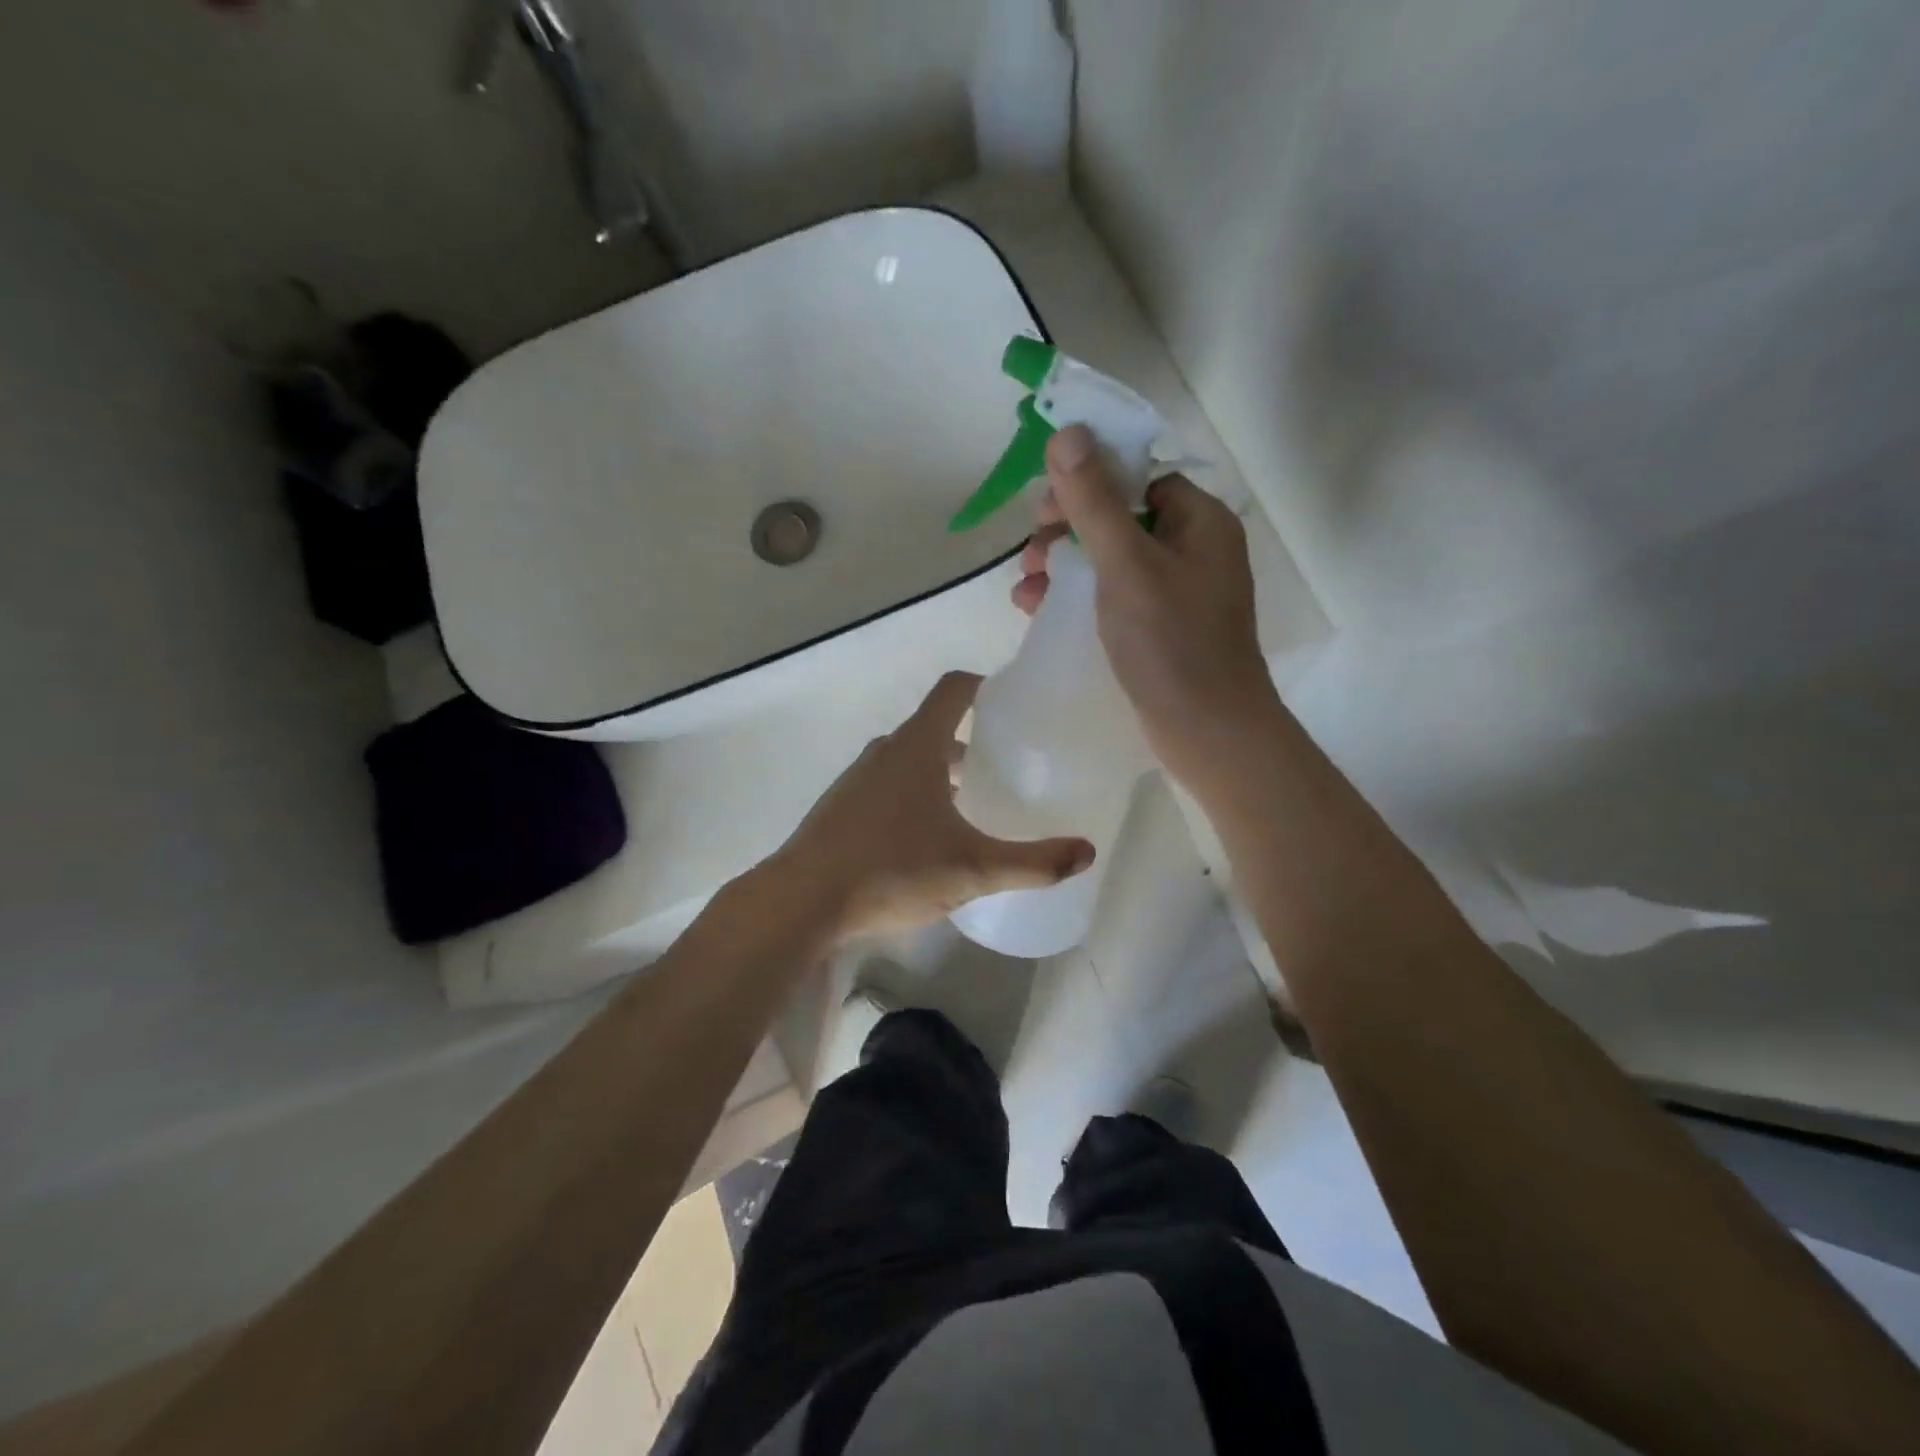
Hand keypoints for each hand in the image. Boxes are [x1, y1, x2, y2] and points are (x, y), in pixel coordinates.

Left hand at [772, 672, 1095, 941]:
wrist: (801, 902)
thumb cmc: (891, 871)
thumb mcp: (973, 869)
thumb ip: (1034, 862)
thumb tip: (1087, 851)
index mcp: (917, 747)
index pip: (954, 690)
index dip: (984, 686)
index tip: (1012, 702)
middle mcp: (885, 752)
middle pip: (934, 728)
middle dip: (970, 741)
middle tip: (1005, 765)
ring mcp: (857, 779)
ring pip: (908, 760)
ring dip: (939, 772)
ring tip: (970, 805)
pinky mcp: (840, 808)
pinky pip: (886, 785)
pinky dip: (912, 795)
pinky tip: (925, 838)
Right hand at [1013, 424, 1280, 798]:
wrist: (1209, 732)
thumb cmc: (1171, 642)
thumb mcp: (1125, 565)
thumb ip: (1094, 501)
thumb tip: (1067, 433)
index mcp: (1199, 521)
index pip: (1139, 477)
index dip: (1089, 483)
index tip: (1045, 507)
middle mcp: (1195, 549)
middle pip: (1122, 518)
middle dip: (1069, 530)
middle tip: (1031, 552)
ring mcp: (1181, 592)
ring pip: (1114, 560)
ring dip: (1066, 565)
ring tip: (1025, 586)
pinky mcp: (1164, 628)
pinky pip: (1116, 596)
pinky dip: (1080, 597)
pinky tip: (1040, 609)